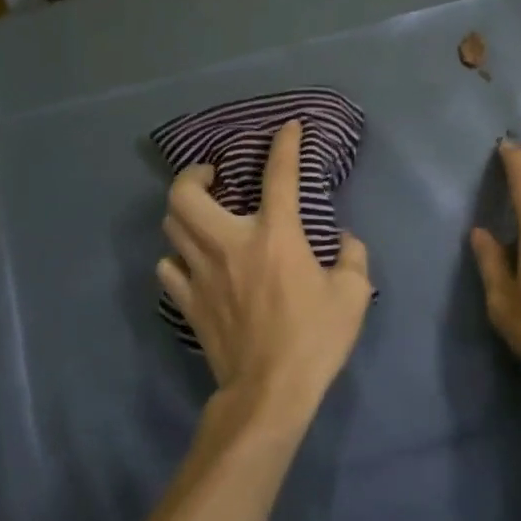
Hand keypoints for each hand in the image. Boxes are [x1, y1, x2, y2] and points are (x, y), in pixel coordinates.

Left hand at [159, 120, 372, 424]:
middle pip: (185, 194)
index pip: (278, 175)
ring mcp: (201, 274)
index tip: (288, 128)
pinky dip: (178, 257)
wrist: (269, 392)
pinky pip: (168, 268)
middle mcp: (229, 244)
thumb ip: (353, 257)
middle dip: (195, 174)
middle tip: (214, 175)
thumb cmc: (314, 339)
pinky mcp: (188, 303)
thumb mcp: (353, 294)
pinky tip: (194, 261)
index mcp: (275, 235)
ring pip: (171, 226)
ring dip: (185, 211)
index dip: (284, 145)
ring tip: (205, 214)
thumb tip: (345, 240)